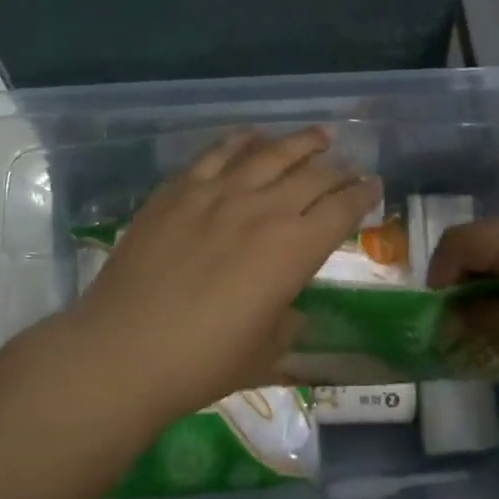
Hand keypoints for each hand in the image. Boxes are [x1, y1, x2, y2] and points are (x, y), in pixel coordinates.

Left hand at [68, 128, 381, 419]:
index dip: (364, 195)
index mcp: (294, 249)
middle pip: (314, 175)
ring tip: (319, 135)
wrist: (124, 351)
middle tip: (351, 166)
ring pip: (270, 154)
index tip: (374, 186)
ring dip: (301, 142)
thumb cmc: (203, 363)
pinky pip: (218, 153)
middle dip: (340, 169)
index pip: (342, 209)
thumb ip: (288, 322)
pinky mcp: (178, 190)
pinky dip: (242, 140)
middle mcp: (264, 209)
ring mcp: (218, 193)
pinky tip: (254, 135)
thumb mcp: (266, 352)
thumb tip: (290, 309)